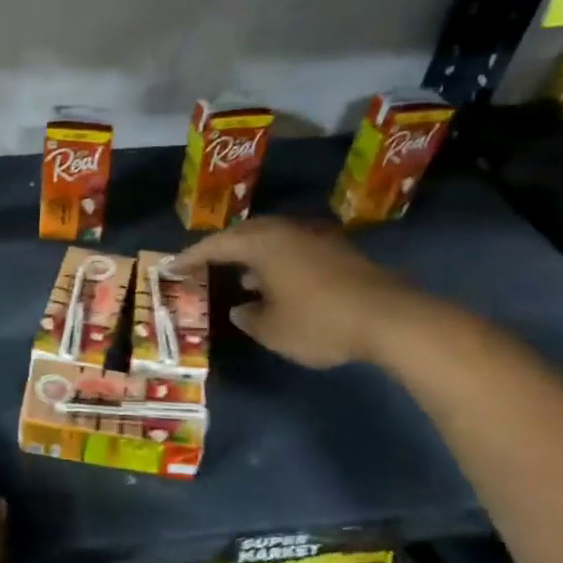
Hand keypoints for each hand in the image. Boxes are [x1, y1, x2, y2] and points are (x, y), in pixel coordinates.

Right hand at [173, 216, 435, 368]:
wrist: (391, 319)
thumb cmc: (319, 321)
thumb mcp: (272, 330)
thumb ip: (249, 317)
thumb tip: (241, 308)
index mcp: (263, 244)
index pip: (216, 245)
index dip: (191, 257)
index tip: (171, 266)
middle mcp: (287, 232)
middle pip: (245, 235)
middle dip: (221, 250)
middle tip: (203, 265)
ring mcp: (316, 239)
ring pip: (272, 241)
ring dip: (252, 256)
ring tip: (237, 277)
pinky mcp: (339, 253)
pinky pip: (293, 250)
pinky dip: (276, 264)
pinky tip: (276, 285)